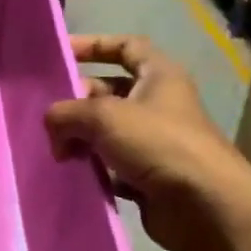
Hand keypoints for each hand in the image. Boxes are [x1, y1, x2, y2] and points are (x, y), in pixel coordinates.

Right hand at [45, 33, 245, 250]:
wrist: (203, 205)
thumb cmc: (158, 144)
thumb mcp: (104, 116)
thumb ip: (67, 113)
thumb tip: (52, 127)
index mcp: (159, 76)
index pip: (126, 46)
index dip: (94, 44)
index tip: (61, 54)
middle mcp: (158, 104)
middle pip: (108, 92)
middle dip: (76, 102)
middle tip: (47, 118)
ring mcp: (153, 142)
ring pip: (105, 132)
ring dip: (79, 139)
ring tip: (54, 151)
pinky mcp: (146, 176)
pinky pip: (109, 166)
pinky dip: (91, 168)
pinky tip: (70, 174)